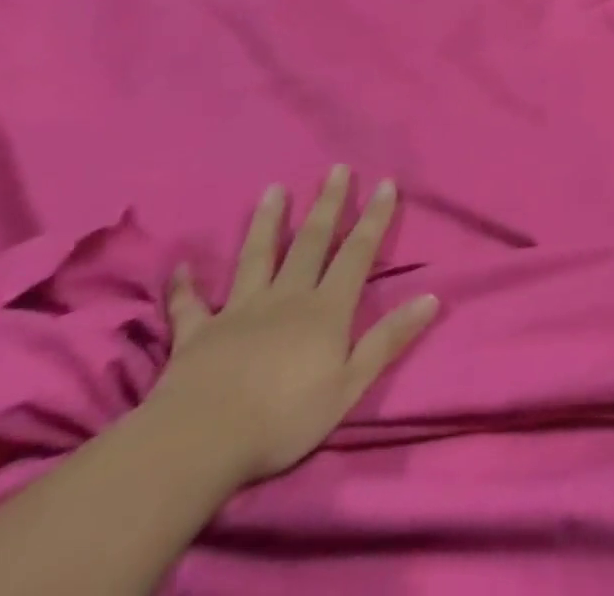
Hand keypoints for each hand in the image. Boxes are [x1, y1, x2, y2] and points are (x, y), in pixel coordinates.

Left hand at [151, 166, 439, 486]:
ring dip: (267, 222)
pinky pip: (191, 306)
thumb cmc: (283, 419)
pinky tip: (181, 267)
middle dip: (328, 204)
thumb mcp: (349, 385)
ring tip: (273, 190)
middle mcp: (287, 298)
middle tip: (337, 169)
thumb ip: (388, 339)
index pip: (357, 253)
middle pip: (312, 242)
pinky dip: (185, 287)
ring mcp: (240, 312)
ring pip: (257, 257)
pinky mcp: (197, 335)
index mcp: (326, 309)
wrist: (198, 443)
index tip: (385, 183)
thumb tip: (432, 297)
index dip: (374, 218)